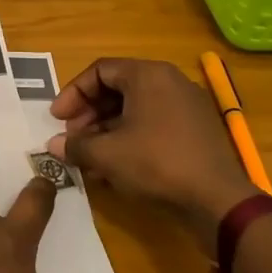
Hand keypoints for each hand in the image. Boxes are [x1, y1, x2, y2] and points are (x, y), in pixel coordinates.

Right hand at [48, 57, 259, 255]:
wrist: (218, 201)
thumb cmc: (156, 164)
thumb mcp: (107, 154)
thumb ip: (75, 146)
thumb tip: (53, 145)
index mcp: (148, 75)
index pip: (99, 71)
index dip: (73, 93)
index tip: (57, 119)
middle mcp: (169, 82)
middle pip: (117, 88)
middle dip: (89, 114)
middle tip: (72, 138)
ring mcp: (187, 106)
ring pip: (134, 109)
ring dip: (106, 129)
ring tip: (89, 156)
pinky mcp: (196, 130)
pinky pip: (153, 123)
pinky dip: (129, 138)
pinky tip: (114, 165)